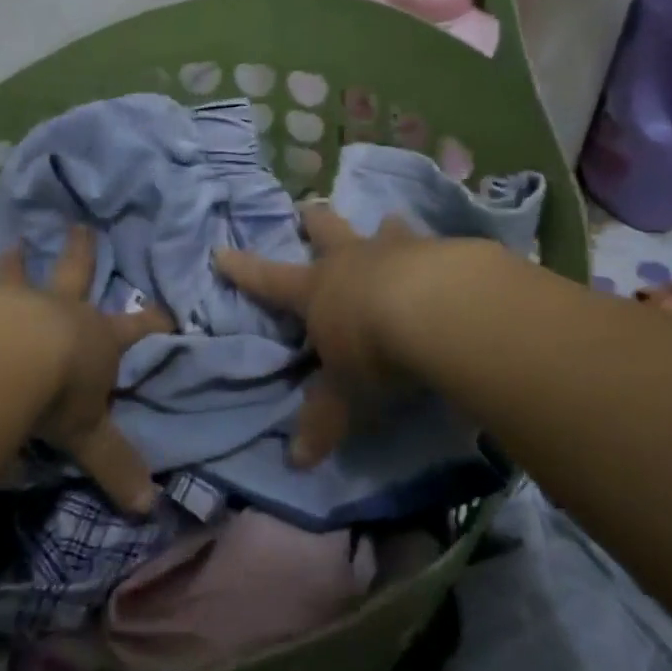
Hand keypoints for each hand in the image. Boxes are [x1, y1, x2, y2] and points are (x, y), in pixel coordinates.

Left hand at [0, 227, 171, 512]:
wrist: (8, 359)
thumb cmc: (59, 391)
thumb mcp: (91, 434)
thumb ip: (116, 465)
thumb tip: (150, 509)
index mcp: (94, 337)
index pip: (136, 328)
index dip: (154, 322)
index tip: (168, 311)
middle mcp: (56, 310)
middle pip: (75, 274)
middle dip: (81, 253)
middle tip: (80, 226)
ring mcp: (12, 304)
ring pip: (13, 276)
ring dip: (12, 262)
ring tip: (10, 242)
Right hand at [215, 207, 436, 466]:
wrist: (437, 310)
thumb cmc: (374, 349)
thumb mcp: (346, 392)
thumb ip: (325, 420)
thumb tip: (297, 461)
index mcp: (317, 290)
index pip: (268, 279)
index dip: (242, 268)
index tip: (221, 251)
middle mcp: (352, 260)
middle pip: (325, 230)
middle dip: (313, 220)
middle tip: (308, 209)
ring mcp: (397, 249)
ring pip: (383, 227)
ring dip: (384, 228)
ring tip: (388, 222)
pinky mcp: (441, 250)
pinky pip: (434, 245)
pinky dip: (436, 251)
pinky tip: (450, 260)